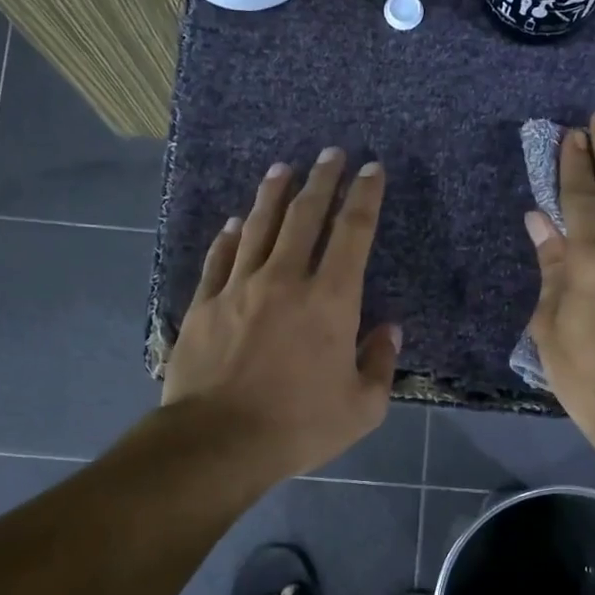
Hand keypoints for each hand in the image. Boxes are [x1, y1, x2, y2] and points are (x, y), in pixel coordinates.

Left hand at [163, 148, 400, 481]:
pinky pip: (220, 258)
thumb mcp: (362, 407)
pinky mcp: (204, 303)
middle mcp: (285, 279)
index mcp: (331, 300)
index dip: (365, 196)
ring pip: (259, 227)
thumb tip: (389, 329)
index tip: (371, 169)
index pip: (353, 233)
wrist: (218, 441)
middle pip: (305, 216)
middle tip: (330, 153)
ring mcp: (239, 287)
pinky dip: (230, 236)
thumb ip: (380, 363)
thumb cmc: (299, 425)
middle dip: (322, 180)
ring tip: (283, 169)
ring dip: (273, 194)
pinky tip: (235, 223)